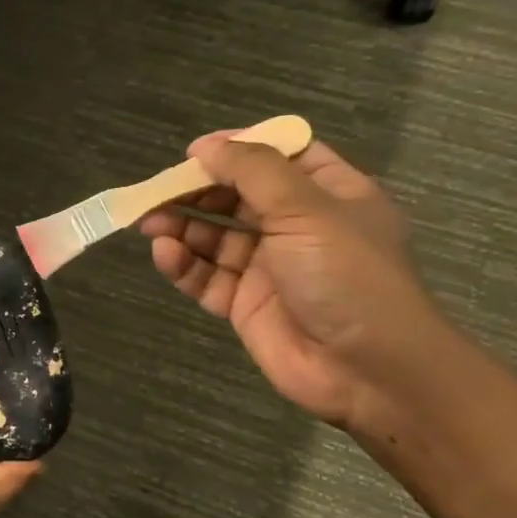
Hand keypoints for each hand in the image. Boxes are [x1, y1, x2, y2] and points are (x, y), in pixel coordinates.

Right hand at [142, 135, 443, 428]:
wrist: (368, 371)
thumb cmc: (347, 275)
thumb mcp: (307, 209)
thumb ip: (253, 172)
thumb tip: (206, 146)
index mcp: (329, 194)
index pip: (280, 157)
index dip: (239, 148)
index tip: (196, 151)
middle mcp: (298, 227)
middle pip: (238, 197)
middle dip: (197, 191)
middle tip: (157, 189)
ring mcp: (270, 268)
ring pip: (215, 237)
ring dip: (182, 225)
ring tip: (148, 220)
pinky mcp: (246, 305)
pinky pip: (207, 277)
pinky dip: (183, 264)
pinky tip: (165, 253)